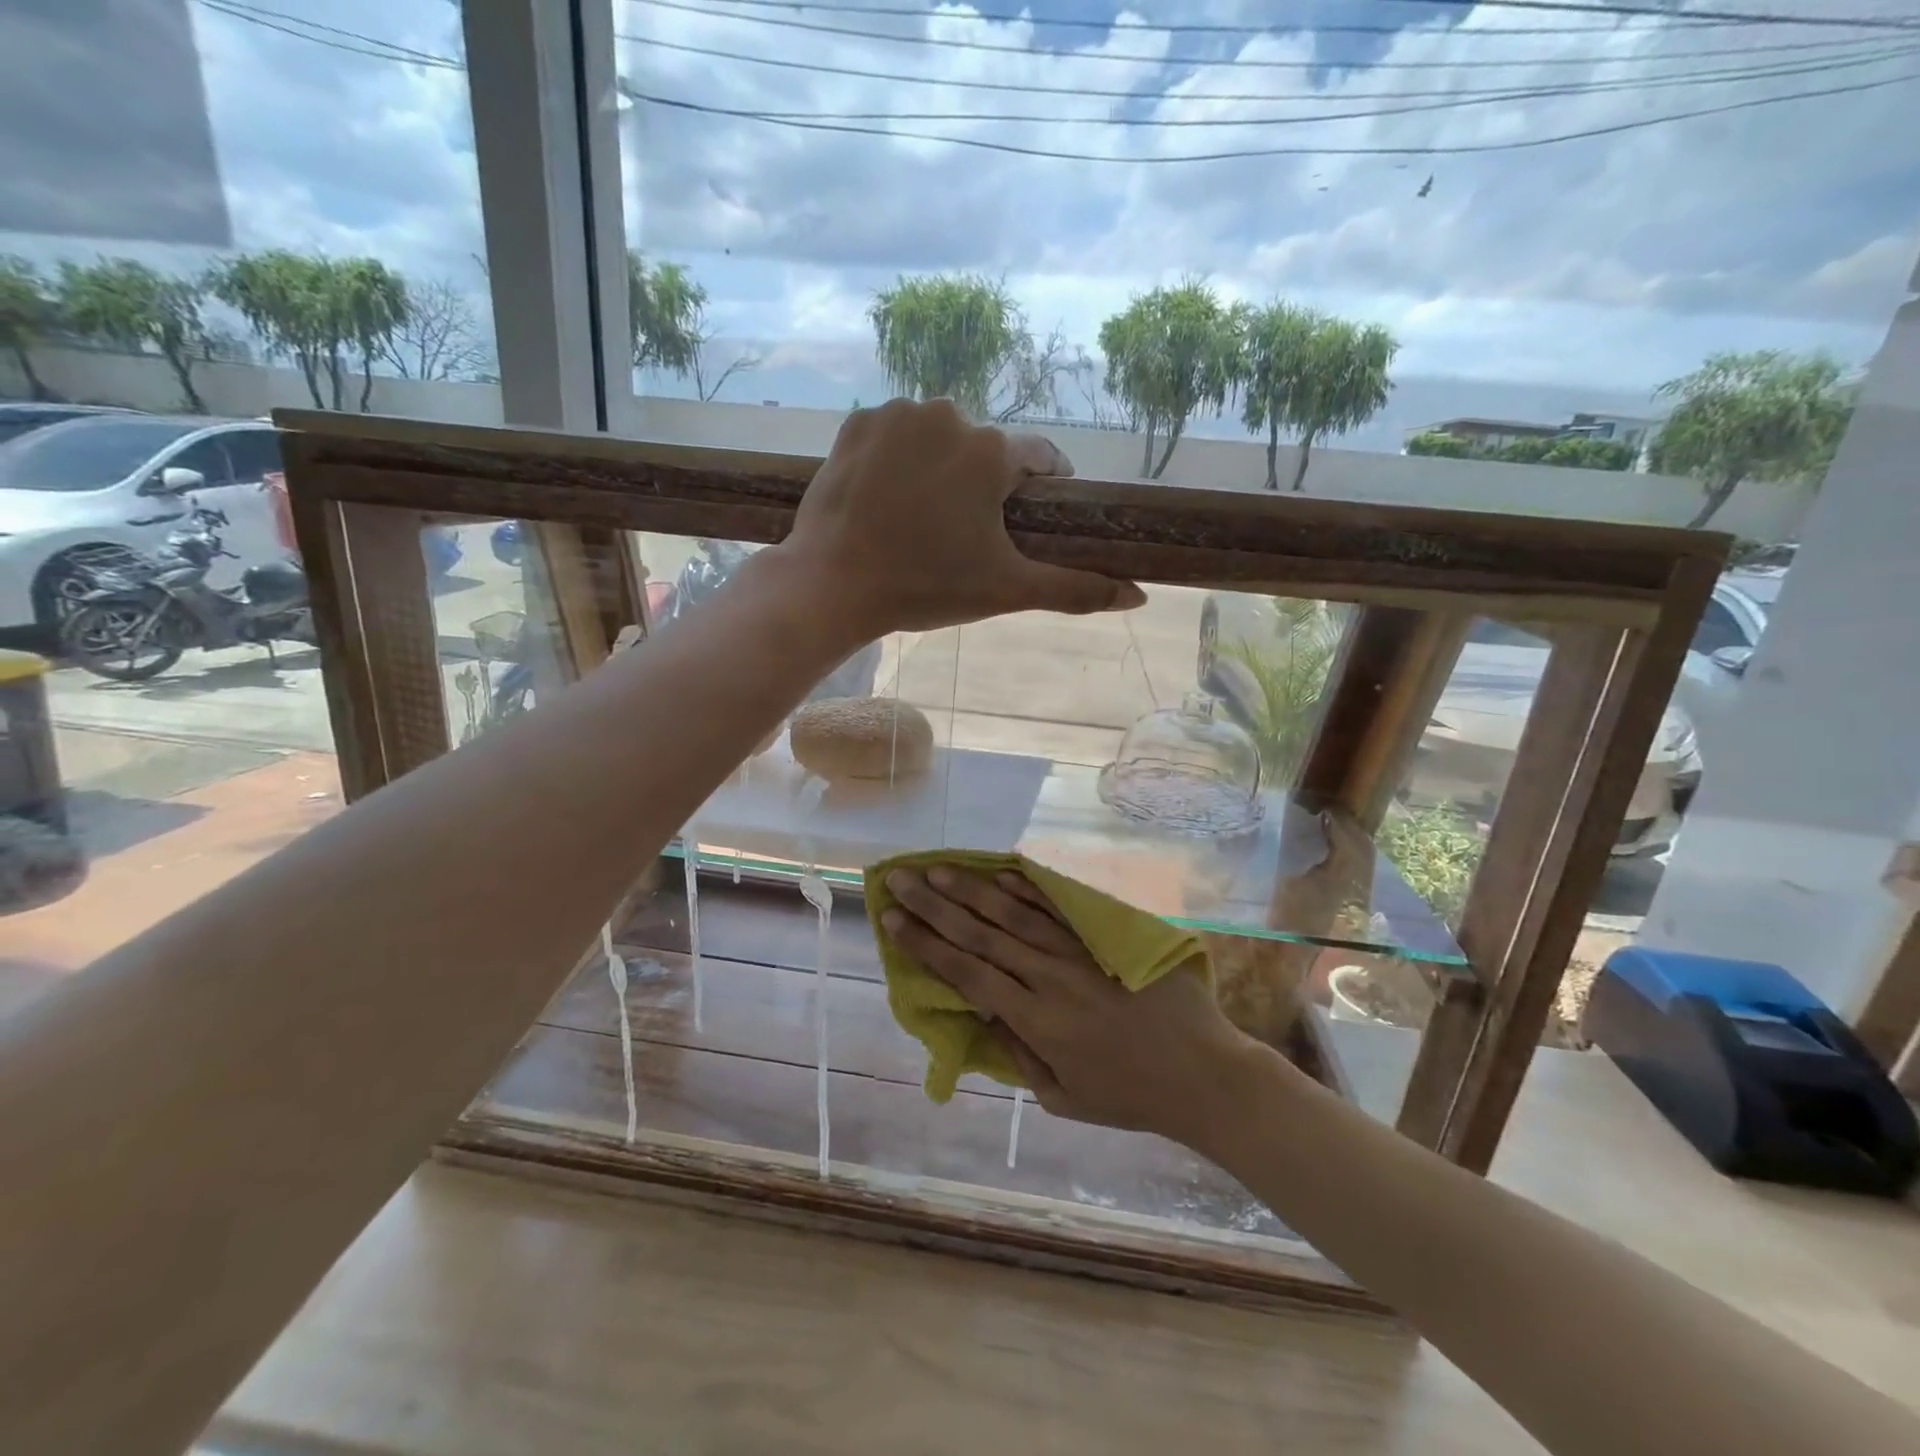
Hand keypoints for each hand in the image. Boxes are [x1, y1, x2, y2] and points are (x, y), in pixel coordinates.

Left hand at [778, 398, 1144, 635]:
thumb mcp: (1006, 590)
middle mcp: (949, 413)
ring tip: (921, 517)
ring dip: (941, 468)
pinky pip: (896, 434)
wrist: (832, 585)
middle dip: (984, 485)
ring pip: (940, 438)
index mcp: (992, 450)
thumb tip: (1137, 597)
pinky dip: (899, 458)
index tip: (1026, 519)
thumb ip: (1075, 589)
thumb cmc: (925, 587)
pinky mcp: (857, 422)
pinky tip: (888, 497)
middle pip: (987, 449)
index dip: (1040, 490)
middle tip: (962, 534)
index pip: (1040, 459)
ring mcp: (897, 413)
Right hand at [881, 865, 1267, 1149]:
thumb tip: (985, 1014)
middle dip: (934, 905)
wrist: (1205, 1074)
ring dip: (972, 889)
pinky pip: (1059, 908)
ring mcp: (1079, 953)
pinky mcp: (1107, 938)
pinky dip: (1027, 888)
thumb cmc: (1130, 1097)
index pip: (966, 973)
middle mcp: (1049, 978)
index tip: (892, 919)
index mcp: (1035, 1021)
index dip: (925, 945)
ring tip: (938, 869)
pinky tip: (1000, 871)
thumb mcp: (1063, 1098)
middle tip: (899, 878)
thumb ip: (1019, 1054)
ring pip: (1015, 913)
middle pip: (980, 933)